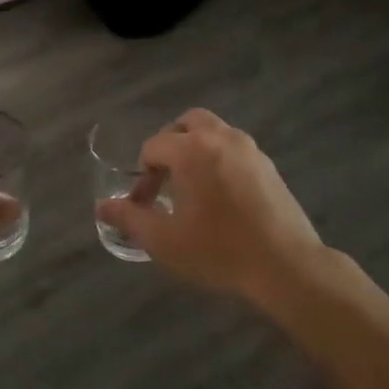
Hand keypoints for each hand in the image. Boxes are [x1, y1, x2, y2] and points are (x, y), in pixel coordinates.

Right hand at [95, 109, 327, 299]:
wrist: (285, 265)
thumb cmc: (218, 251)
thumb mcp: (164, 241)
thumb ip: (130, 218)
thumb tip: (102, 206)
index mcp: (192, 150)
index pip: (153, 146)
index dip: (141, 175)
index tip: (142, 205)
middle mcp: (221, 138)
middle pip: (187, 123)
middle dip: (170, 144)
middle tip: (164, 178)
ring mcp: (250, 149)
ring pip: (215, 132)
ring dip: (196, 149)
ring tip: (191, 187)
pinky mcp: (269, 166)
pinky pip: (235, 149)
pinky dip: (220, 159)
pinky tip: (221, 196)